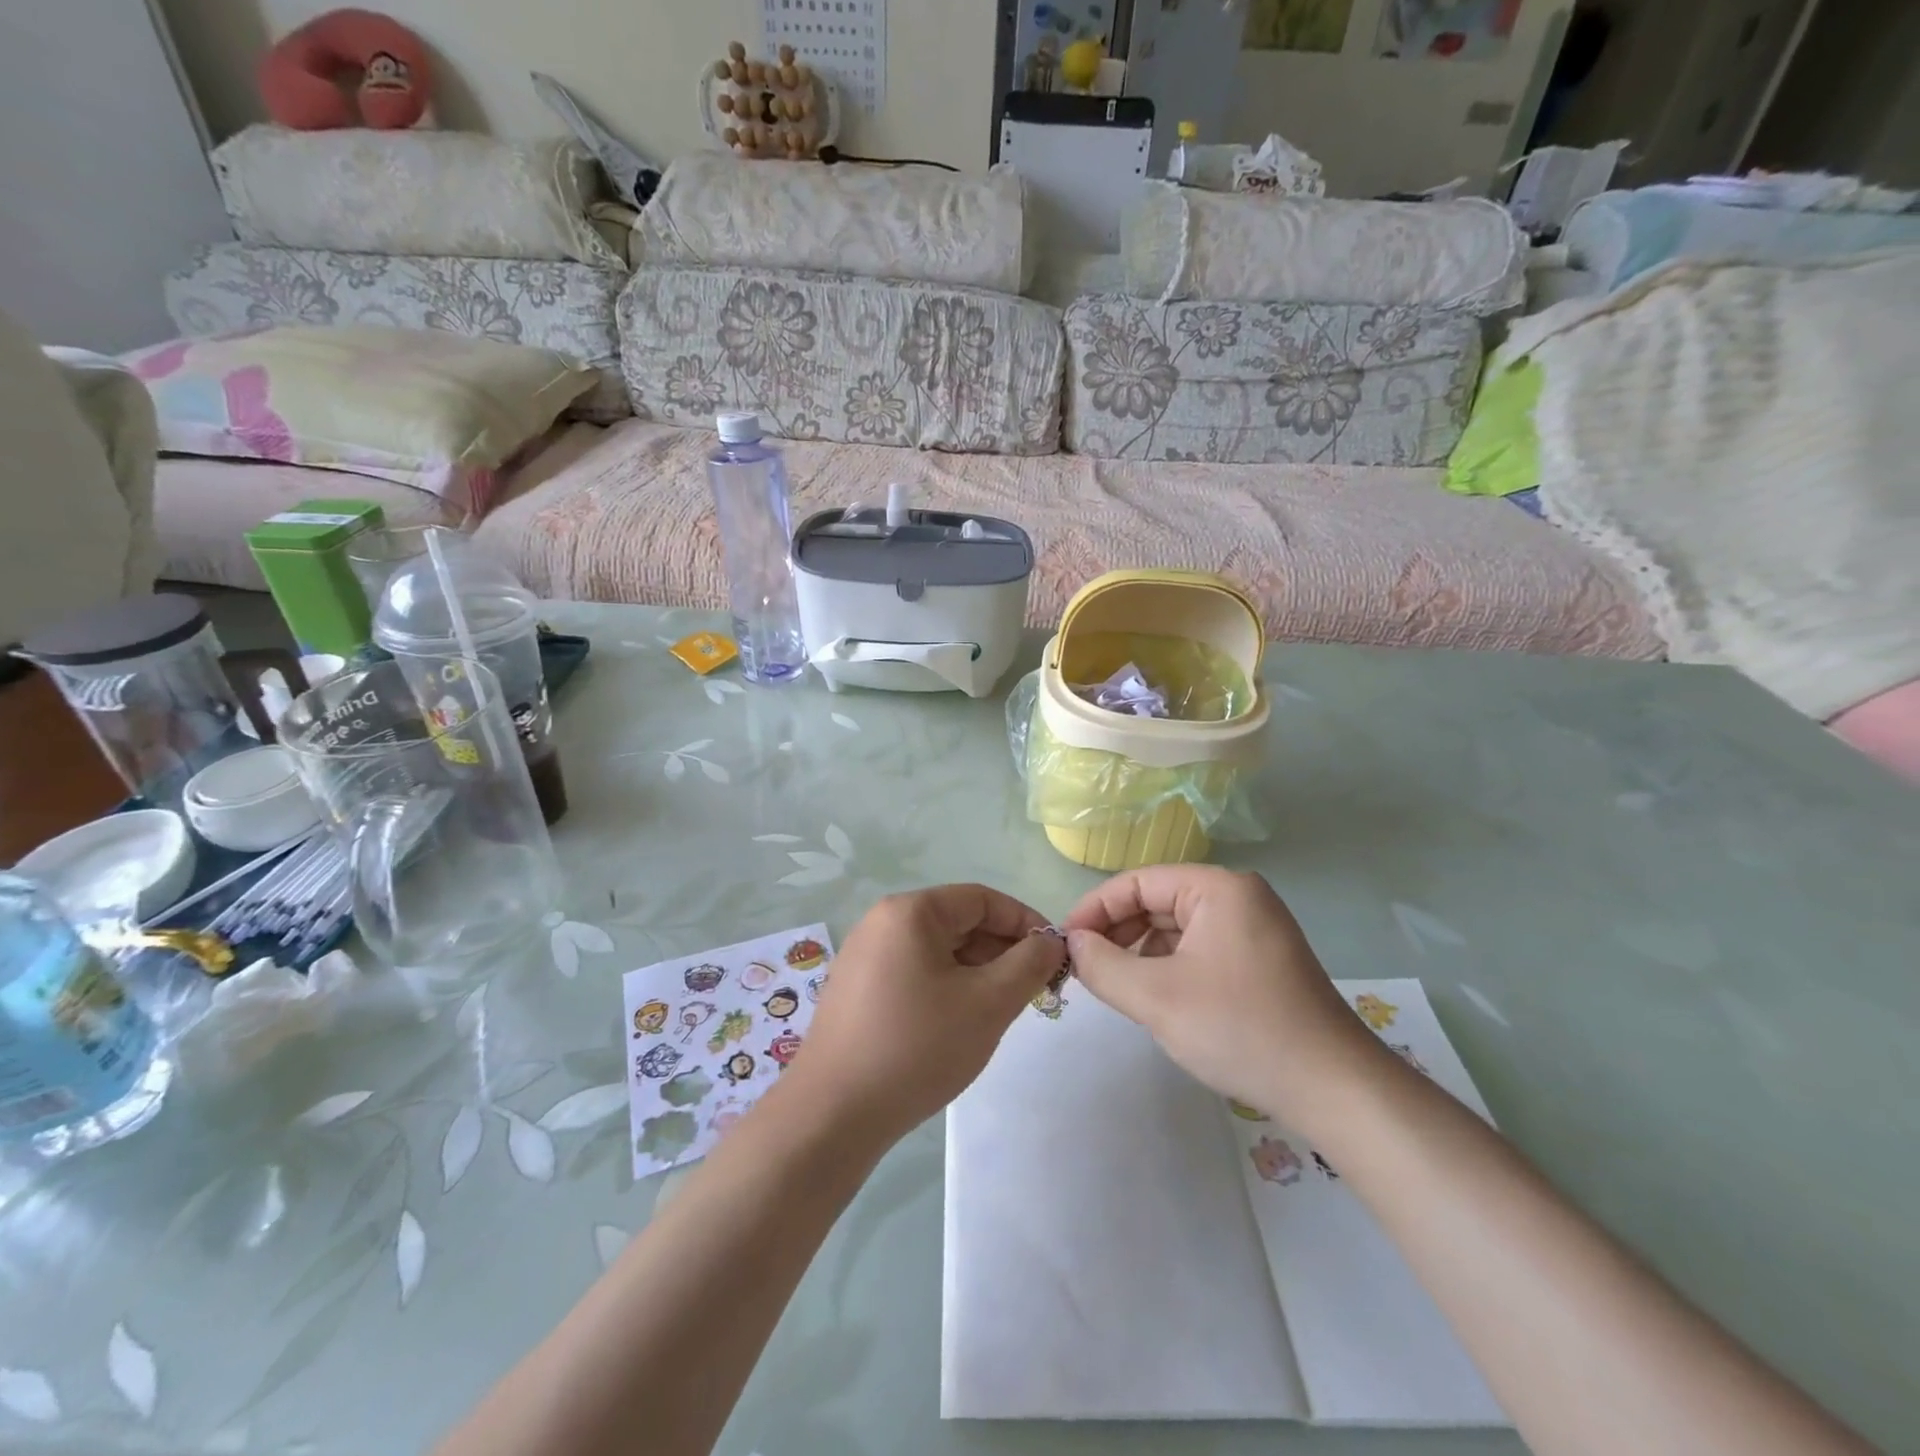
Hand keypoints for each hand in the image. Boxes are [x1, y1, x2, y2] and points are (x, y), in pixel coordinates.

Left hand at [787, 885, 1066, 1142]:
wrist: (832, 1114)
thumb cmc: (917, 1046)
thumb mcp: (988, 1003)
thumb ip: (1029, 964)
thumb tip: (1050, 941)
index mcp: (910, 911)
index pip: (982, 899)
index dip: (1024, 922)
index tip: (1054, 957)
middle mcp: (882, 922)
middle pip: (959, 922)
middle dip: (1002, 951)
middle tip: (1033, 990)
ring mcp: (865, 956)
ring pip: (938, 950)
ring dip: (977, 972)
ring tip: (1001, 1010)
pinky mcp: (857, 989)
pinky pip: (915, 972)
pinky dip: (947, 987)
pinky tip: (960, 1024)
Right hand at [1062, 866, 1391, 1134]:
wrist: (1334, 1089)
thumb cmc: (1240, 1028)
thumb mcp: (1157, 997)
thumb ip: (1103, 965)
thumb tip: (1073, 944)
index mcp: (1218, 887)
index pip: (1138, 881)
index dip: (1095, 909)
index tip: (1065, 943)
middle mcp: (1238, 897)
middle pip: (1158, 901)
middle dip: (1117, 933)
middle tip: (1084, 968)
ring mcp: (1254, 929)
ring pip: (1176, 929)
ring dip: (1140, 953)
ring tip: (1116, 987)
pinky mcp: (1260, 961)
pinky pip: (1199, 950)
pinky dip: (1169, 968)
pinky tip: (1155, 998)